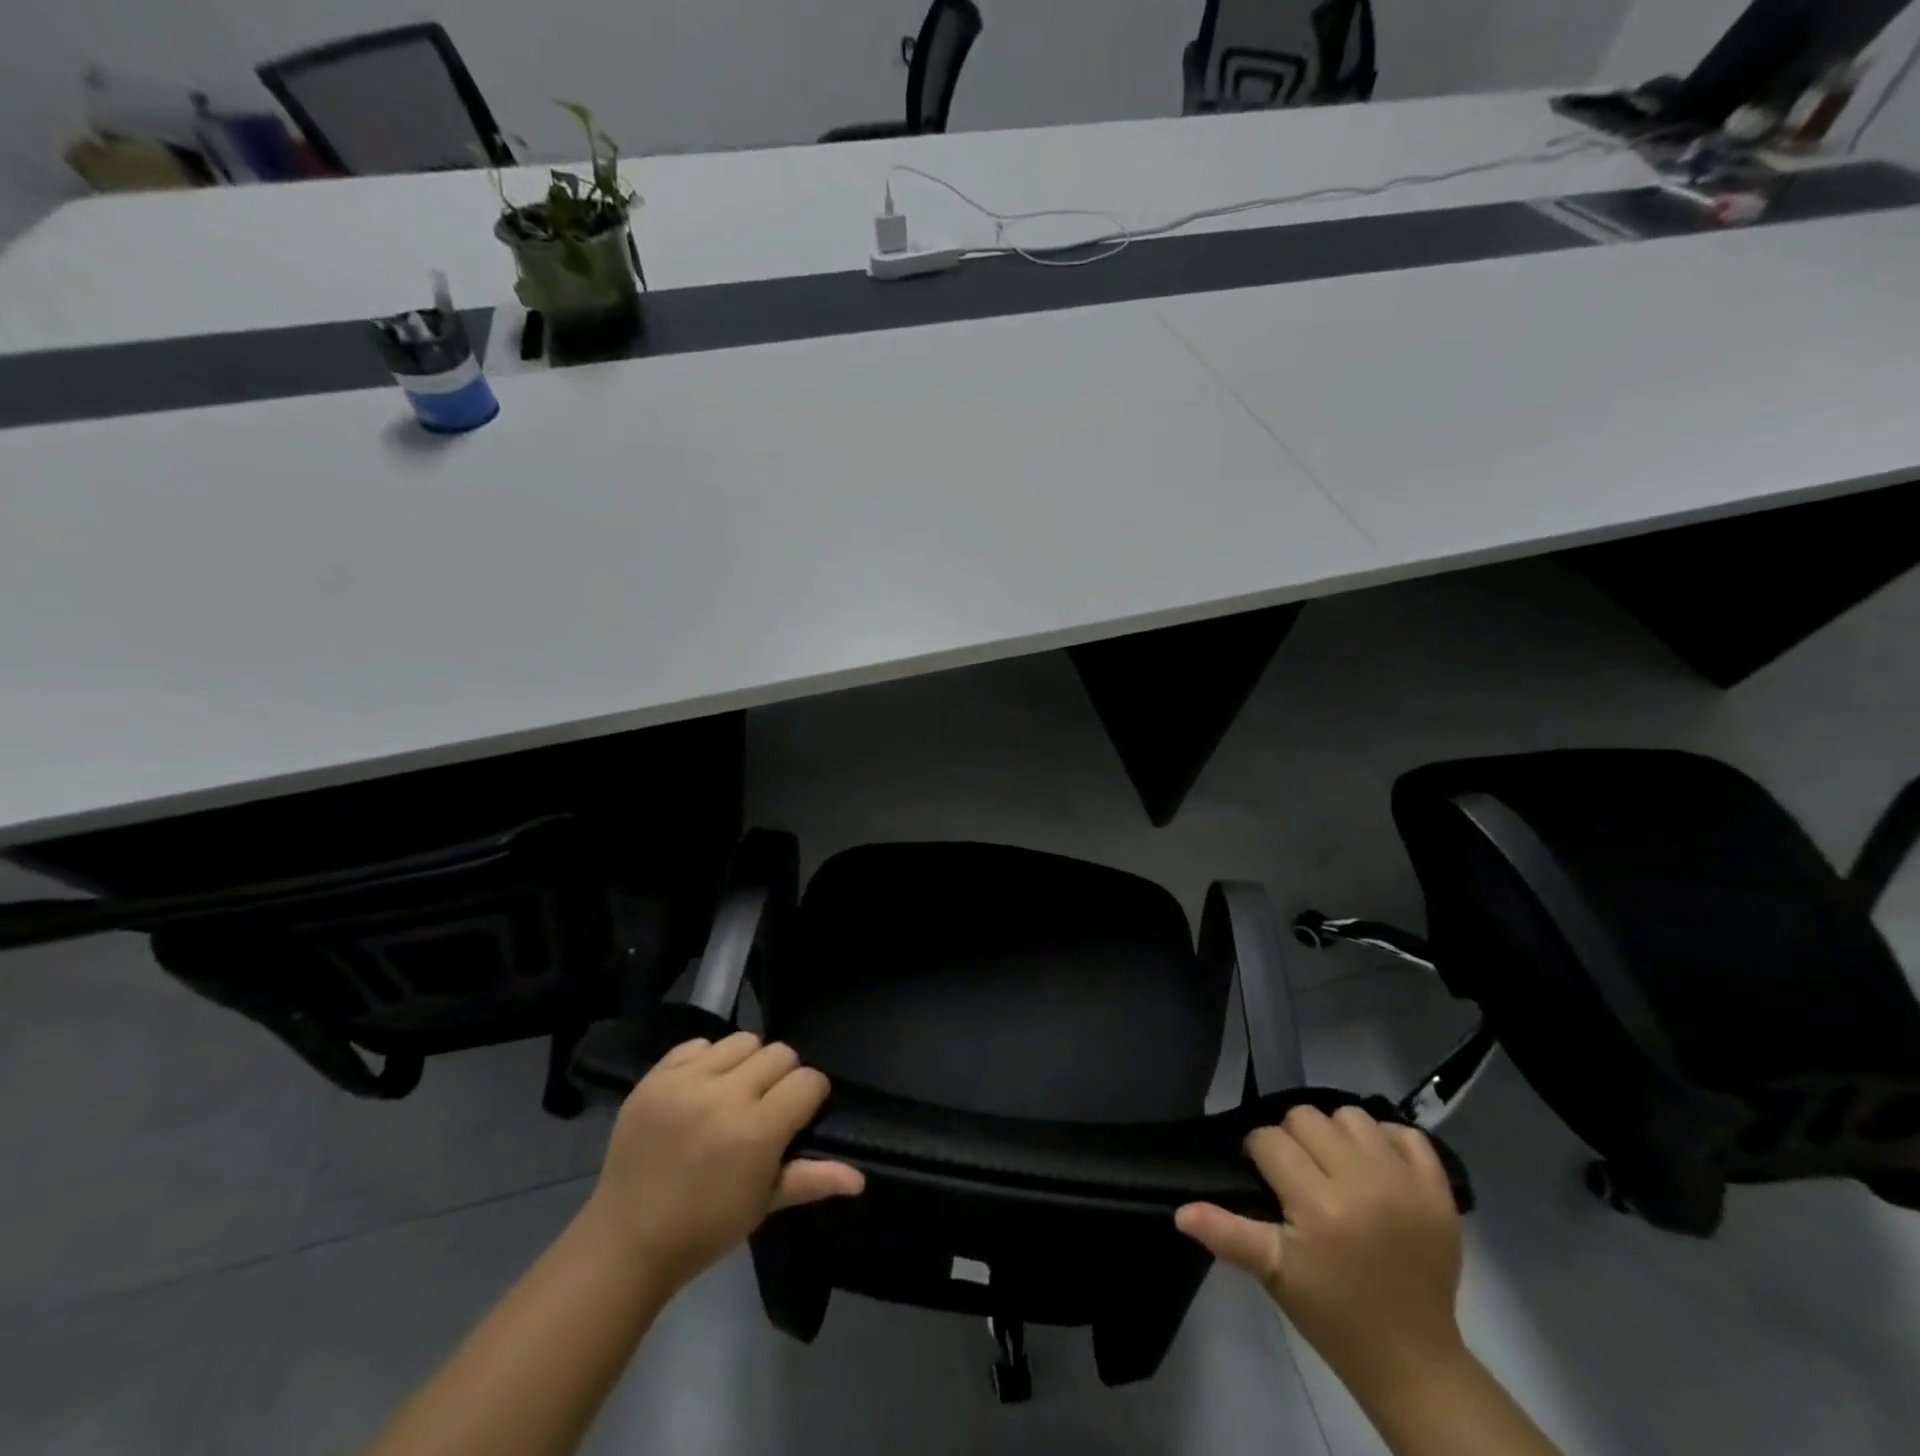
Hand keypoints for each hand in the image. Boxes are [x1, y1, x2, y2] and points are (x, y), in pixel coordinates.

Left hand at [583, 1032, 864, 1291]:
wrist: (625, 1242)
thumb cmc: (704, 1229)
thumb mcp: (763, 1205)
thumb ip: (812, 1179)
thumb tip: (860, 1178)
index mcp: (756, 1132)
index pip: (808, 1080)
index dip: (810, 1096)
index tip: (798, 1116)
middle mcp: (724, 1096)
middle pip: (780, 1053)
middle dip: (782, 1077)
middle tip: (766, 1107)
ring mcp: (686, 1082)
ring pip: (743, 1040)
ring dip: (747, 1063)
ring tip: (733, 1093)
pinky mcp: (656, 1077)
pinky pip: (698, 1044)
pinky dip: (707, 1061)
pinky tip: (701, 1090)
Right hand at [1177, 1106, 1464, 1398]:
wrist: (1412, 1359)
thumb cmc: (1332, 1313)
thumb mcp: (1273, 1273)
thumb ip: (1227, 1233)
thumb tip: (1179, 1210)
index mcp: (1319, 1204)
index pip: (1269, 1140)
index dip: (1259, 1156)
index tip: (1267, 1183)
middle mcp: (1363, 1181)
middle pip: (1306, 1118)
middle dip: (1294, 1140)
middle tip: (1300, 1176)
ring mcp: (1405, 1182)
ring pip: (1352, 1116)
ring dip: (1337, 1135)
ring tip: (1338, 1169)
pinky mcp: (1438, 1190)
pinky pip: (1407, 1134)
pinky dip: (1388, 1142)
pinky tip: (1376, 1168)